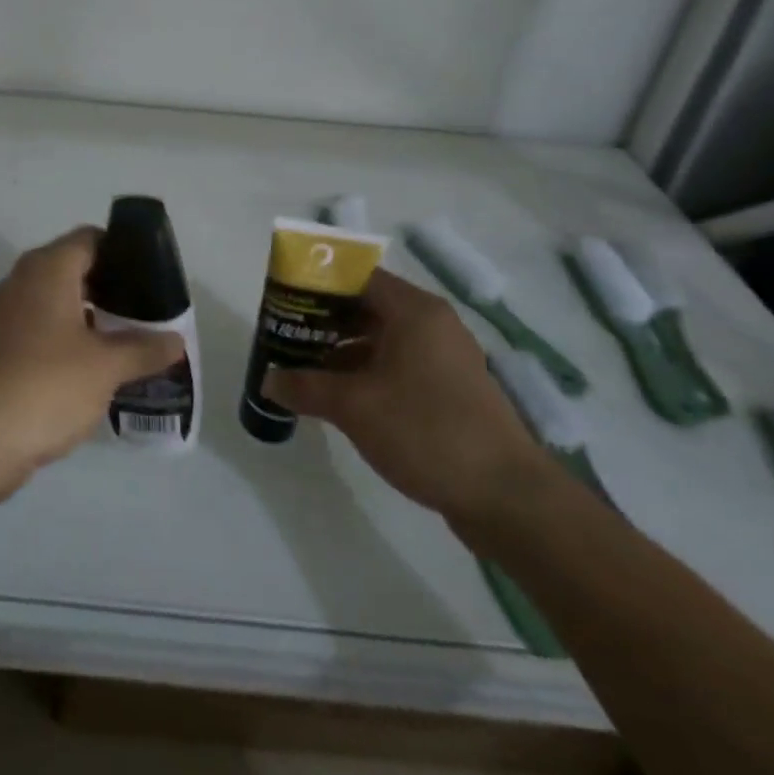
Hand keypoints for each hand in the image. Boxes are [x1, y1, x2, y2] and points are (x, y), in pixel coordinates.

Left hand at [0, 227, 184, 498]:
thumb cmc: (45, 385)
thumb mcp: (106, 367)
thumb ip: (144, 349)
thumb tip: (176, 341)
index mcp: (48, 269)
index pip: (91, 238)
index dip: (124, 250)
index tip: (154, 275)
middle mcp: (23, 281)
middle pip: (76, 269)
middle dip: (113, 287)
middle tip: (150, 311)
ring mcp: (7, 315)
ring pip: (59, 302)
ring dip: (93, 317)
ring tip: (131, 340)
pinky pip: (43, 330)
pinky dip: (70, 340)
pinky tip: (97, 367)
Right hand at [263, 268, 554, 523]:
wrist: (506, 497)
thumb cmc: (425, 431)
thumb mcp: (354, 407)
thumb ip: (305, 387)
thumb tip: (268, 381)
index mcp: (414, 311)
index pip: (356, 278)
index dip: (318, 286)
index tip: (285, 302)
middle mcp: (432, 324)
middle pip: (367, 307)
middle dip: (324, 322)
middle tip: (287, 336)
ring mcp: (445, 358)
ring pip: (382, 339)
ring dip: (343, 351)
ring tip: (304, 368)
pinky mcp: (450, 389)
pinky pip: (398, 365)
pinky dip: (367, 372)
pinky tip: (340, 396)